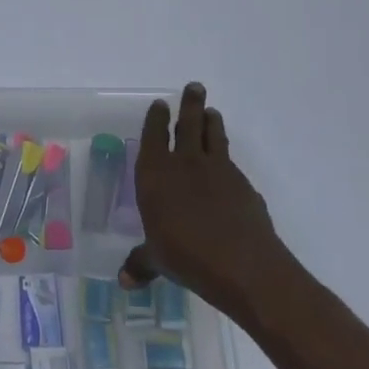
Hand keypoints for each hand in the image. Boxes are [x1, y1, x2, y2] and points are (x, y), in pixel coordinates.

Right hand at [119, 83, 296, 324]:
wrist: (244, 265)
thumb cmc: (187, 257)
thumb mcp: (158, 261)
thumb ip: (141, 263)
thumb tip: (124, 281)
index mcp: (156, 175)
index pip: (154, 137)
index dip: (157, 119)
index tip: (161, 104)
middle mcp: (185, 164)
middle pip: (188, 124)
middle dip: (190, 104)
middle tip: (195, 87)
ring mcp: (218, 171)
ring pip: (213, 136)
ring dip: (211, 121)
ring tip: (211, 111)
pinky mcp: (243, 185)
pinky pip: (231, 163)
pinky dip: (226, 158)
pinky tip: (227, 166)